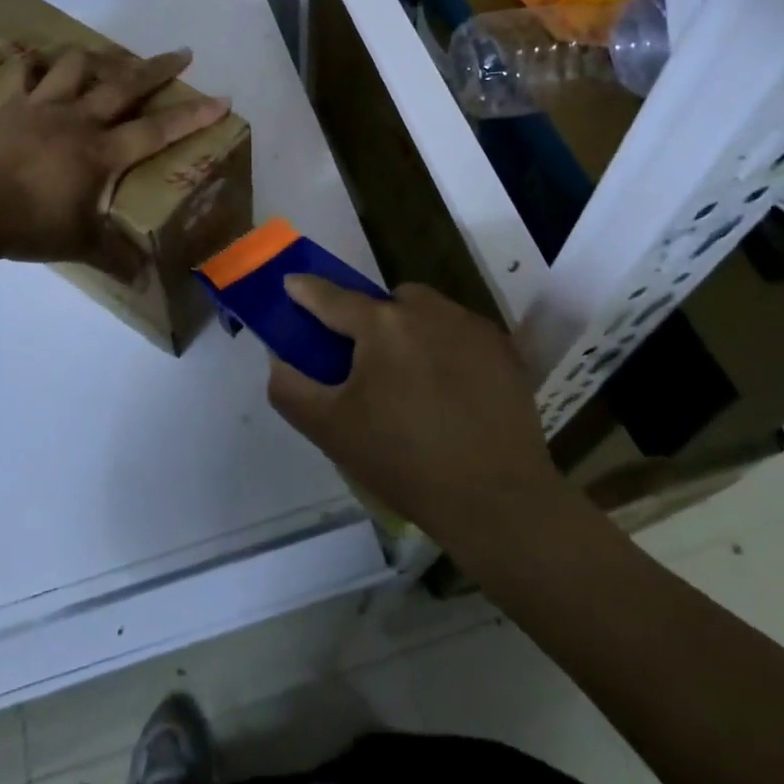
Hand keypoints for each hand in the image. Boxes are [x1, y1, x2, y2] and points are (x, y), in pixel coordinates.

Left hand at [0, 46, 229, 278]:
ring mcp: (40, 107)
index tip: (220, 98)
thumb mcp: (78, 244)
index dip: (192, 115)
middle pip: (124, 85)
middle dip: (157, 69)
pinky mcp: (8, 106)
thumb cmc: (28, 225)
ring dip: (98, 58)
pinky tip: (40, 63)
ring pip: (76, 67)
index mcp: (101, 152)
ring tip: (111, 57)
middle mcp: (77, 120)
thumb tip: (144, 281)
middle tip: (181, 53)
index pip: (157, 130)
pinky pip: (23, 74)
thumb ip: (114, 258)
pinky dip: (34, 65)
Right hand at [267, 279, 563, 546]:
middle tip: (367, 364)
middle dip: (370, 320)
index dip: (306, 290)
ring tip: (412, 379)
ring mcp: (471, 326)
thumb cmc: (403, 462)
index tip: (291, 284)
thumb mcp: (330, 430)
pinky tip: (450, 390)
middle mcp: (427, 311)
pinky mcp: (503, 348)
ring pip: (426, 312)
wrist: (496, 499)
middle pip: (385, 301)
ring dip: (410, 330)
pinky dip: (447, 347)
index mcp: (381, 325)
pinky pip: (460, 332)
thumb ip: (291, 388)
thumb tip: (280, 358)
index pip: (331, 297)